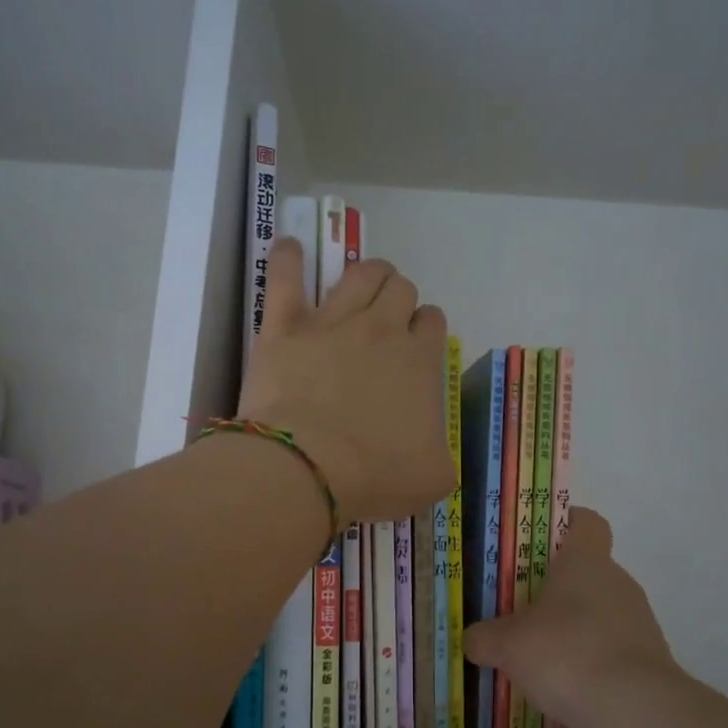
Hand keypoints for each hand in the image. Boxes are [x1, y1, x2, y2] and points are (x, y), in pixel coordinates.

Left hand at [238, 238, 455, 524]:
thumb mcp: (432, 478)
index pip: (432, 321)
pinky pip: (287, 275)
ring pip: (360, 273)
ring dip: (367, 273)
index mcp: (420, 361)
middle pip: (400, 289)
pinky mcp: (286, 326)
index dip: (425, 328)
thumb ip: (441, 454)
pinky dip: (288, 257)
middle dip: (399, 298)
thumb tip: (433, 448)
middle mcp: (382, 329)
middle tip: (386, 321)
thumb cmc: (373, 476)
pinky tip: (290, 249)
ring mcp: (332, 322)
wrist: (307, 468)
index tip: (415, 345)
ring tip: (361, 284)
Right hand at [462, 509, 678, 727]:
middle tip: (521, 610)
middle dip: (556, 590)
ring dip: (573, 630)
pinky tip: (565, 692)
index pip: (585, 522)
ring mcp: (639, 622)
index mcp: (585, 561)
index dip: (564, 524)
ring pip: (599, 614)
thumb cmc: (566, 654)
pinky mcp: (650, 661)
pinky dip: (590, 666)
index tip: (537, 543)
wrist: (635, 711)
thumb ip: (485, 638)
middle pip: (587, 572)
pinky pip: (611, 653)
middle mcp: (617, 582)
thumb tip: (472, 639)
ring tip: (540, 660)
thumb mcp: (508, 646)